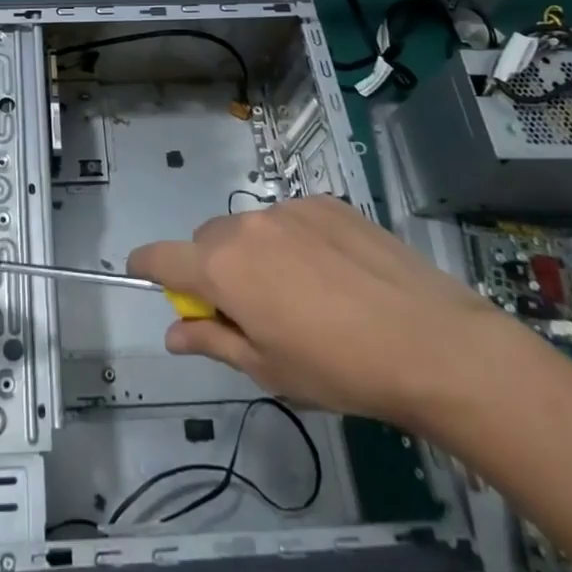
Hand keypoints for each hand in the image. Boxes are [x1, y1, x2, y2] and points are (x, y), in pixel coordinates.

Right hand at [128, 197, 513, 429]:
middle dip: (212, 269)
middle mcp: (247, 226)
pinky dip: (295, 240)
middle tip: (247, 309)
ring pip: (251, 228)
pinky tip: (334, 273)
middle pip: (208, 240)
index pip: (163, 257)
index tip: (139, 271)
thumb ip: (212, 341)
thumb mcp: (267, 368)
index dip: (146, 265)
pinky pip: (292, 218)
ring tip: (302, 293)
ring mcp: (290, 208)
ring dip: (255, 254)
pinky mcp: (328, 203)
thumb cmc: (339, 369)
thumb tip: (174, 333)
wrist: (432, 343)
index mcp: (223, 267)